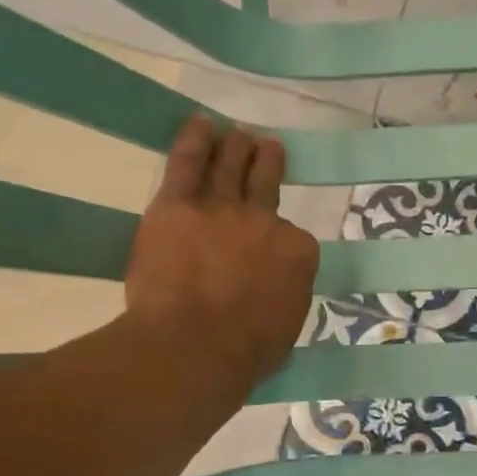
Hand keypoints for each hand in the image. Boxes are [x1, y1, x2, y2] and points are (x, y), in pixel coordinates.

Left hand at [123, 116, 319, 387]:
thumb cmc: (246, 352)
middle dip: (268, 163)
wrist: (196, 346)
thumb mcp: (286, 327)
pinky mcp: (177, 206)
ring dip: (237, 146)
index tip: (273, 246)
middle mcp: (266, 222)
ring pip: (231, 166)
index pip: (295, 237)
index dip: (282, 240)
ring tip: (240, 133)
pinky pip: (187, 163)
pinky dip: (195, 140)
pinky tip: (200, 124)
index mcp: (299, 254)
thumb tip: (273, 289)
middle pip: (267, 185)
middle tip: (268, 147)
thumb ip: (284, 295)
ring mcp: (223, 209)